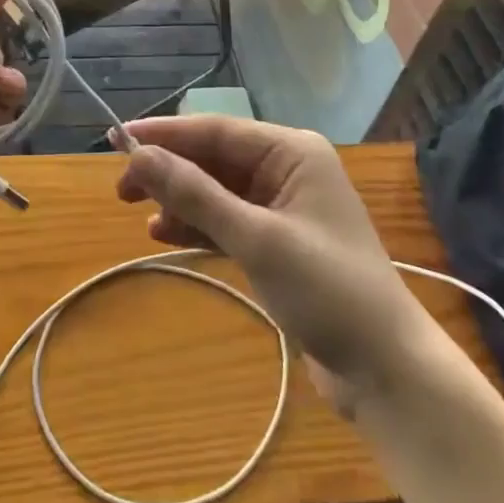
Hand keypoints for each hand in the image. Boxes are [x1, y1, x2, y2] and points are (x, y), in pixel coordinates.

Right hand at [115, 115, 428, 413]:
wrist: (386, 371)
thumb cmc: (327, 290)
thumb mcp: (256, 238)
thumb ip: (196, 194)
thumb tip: (139, 155)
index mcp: (292, 151)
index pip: (216, 131)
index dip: (166, 134)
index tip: (117, 139)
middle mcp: (287, 169)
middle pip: (214, 159)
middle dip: (170, 170)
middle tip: (121, 189)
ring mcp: (283, 207)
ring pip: (217, 190)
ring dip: (179, 200)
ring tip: (137, 213)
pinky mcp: (278, 243)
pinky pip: (227, 220)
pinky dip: (197, 225)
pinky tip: (163, 234)